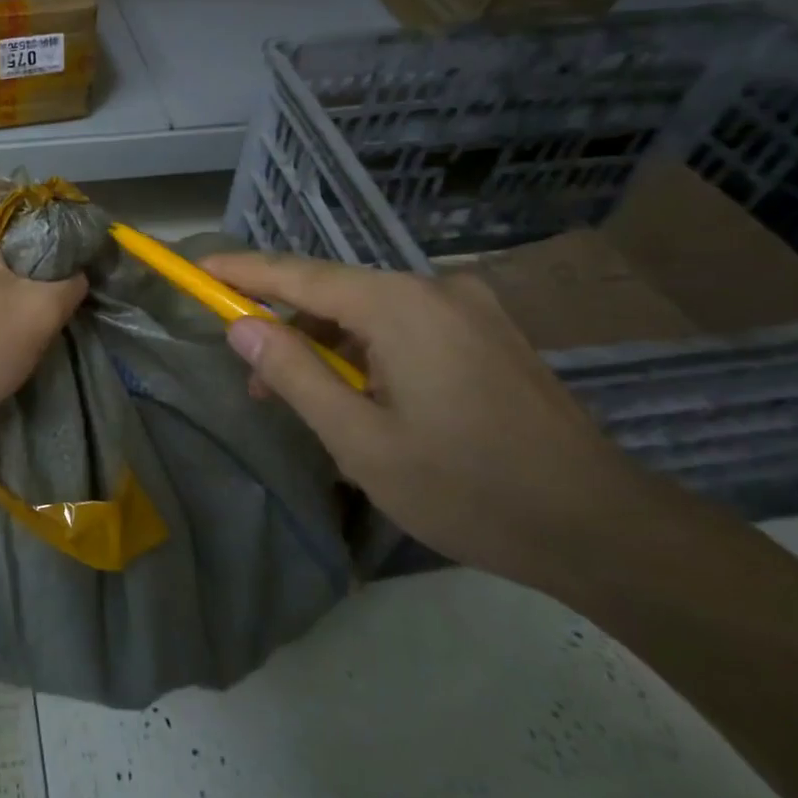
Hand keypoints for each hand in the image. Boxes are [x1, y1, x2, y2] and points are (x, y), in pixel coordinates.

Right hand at [200, 251, 659, 591]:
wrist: (601, 528)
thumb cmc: (467, 488)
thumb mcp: (359, 440)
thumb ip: (293, 374)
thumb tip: (241, 328)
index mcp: (399, 305)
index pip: (298, 275)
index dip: (241, 271)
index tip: (196, 269)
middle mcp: (433, 288)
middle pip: (334, 292)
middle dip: (286, 327)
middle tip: (254, 379)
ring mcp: (467, 308)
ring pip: (370, 312)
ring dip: (328, 347)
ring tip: (310, 404)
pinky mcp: (486, 333)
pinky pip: (405, 327)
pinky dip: (368, 353)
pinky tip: (364, 399)